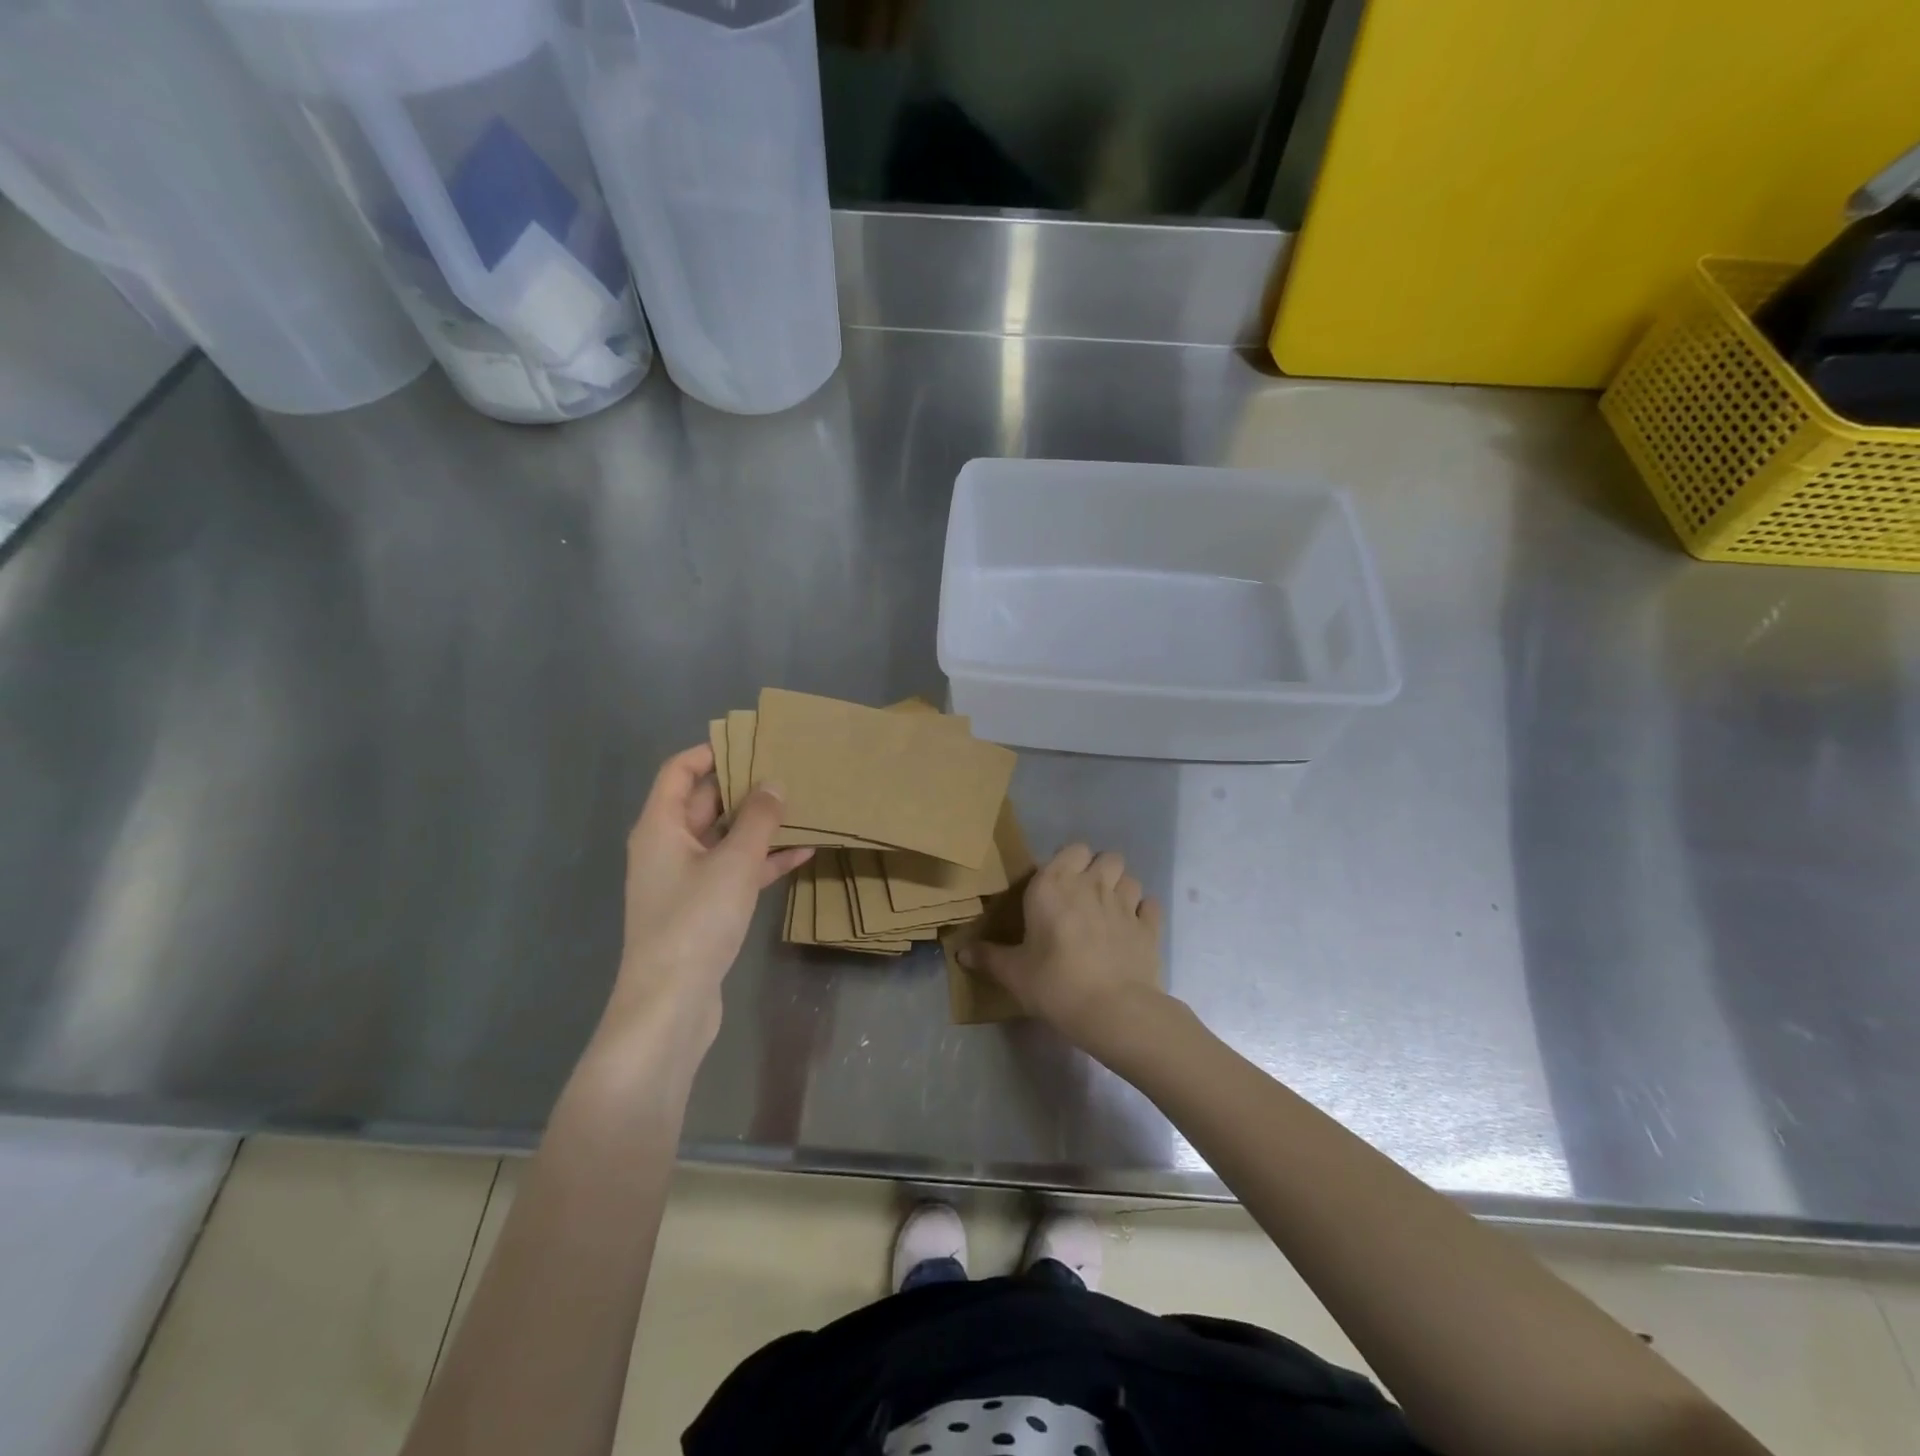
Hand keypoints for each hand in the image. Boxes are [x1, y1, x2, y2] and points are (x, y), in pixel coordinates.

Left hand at [598, 745, 810, 1060]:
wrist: (670, 1004)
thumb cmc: (695, 921)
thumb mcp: (733, 863)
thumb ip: (757, 819)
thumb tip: (774, 783)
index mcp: (659, 827)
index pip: (679, 771)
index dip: (711, 751)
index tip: (752, 742)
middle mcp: (668, 847)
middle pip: (704, 803)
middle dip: (744, 786)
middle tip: (788, 769)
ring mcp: (685, 879)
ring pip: (725, 838)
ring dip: (759, 825)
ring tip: (802, 805)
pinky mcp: (703, 908)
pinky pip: (735, 871)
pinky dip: (762, 860)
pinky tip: (803, 853)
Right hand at [959, 843, 1166, 1048]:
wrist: (1113, 1010)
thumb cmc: (1055, 983)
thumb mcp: (1014, 973)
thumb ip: (989, 958)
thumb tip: (960, 953)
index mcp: (1054, 885)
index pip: (1070, 850)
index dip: (1068, 863)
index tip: (1058, 886)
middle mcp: (1092, 884)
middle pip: (1106, 857)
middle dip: (1098, 870)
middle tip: (1085, 897)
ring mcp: (1125, 904)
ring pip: (1129, 878)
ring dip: (1121, 889)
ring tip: (1109, 912)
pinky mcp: (1149, 927)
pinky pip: (1150, 905)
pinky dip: (1144, 912)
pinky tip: (1133, 929)